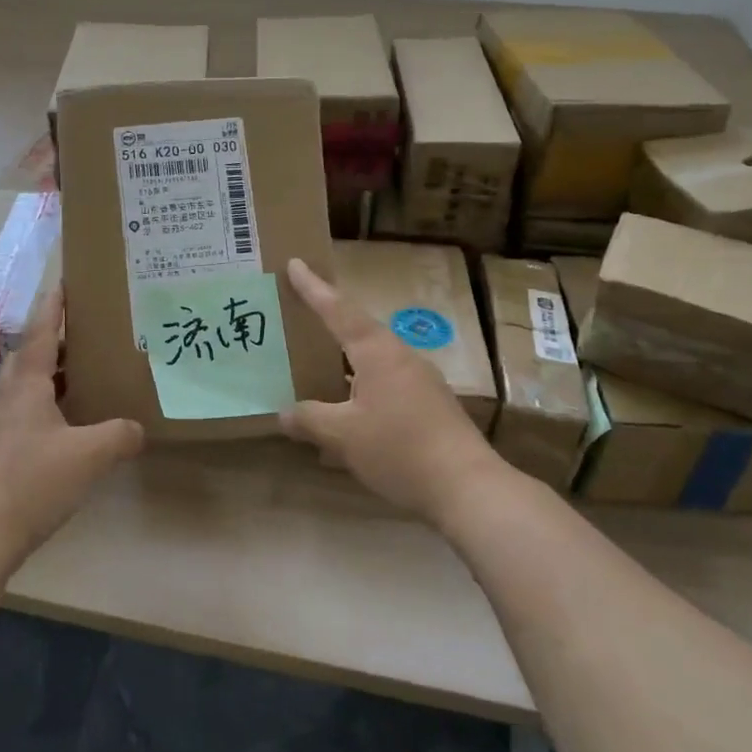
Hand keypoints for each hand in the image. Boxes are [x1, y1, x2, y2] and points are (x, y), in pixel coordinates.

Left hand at [0, 288, 144, 558]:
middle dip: (58, 339)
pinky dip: (53, 403)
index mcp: (28, 384)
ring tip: (88, 373)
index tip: (66, 281)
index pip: (43, 332)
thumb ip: (119, 435)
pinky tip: (75, 422)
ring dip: (55, 373)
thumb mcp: (90, 455)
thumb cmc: (33, 480)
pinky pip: (31, 410)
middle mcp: (11, 396)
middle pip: (33, 355)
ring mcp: (4, 424)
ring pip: (30, 384)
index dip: (55, 306)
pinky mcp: (3, 449)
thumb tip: (138, 429)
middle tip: (89, 334)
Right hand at [279, 258, 503, 523]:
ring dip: (344, 365)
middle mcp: (401, 358)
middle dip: (329, 324)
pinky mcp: (430, 407)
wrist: (468, 487)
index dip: (314, 289)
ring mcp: (420, 382)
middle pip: (358, 332)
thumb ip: (309, 420)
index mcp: (378, 352)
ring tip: (317, 370)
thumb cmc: (400, 449)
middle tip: (301, 314)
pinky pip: (385, 387)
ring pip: (372, 363)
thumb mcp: (343, 436)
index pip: (338, 311)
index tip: (295, 264)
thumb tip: (283, 413)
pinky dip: (360, 393)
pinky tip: (348, 419)